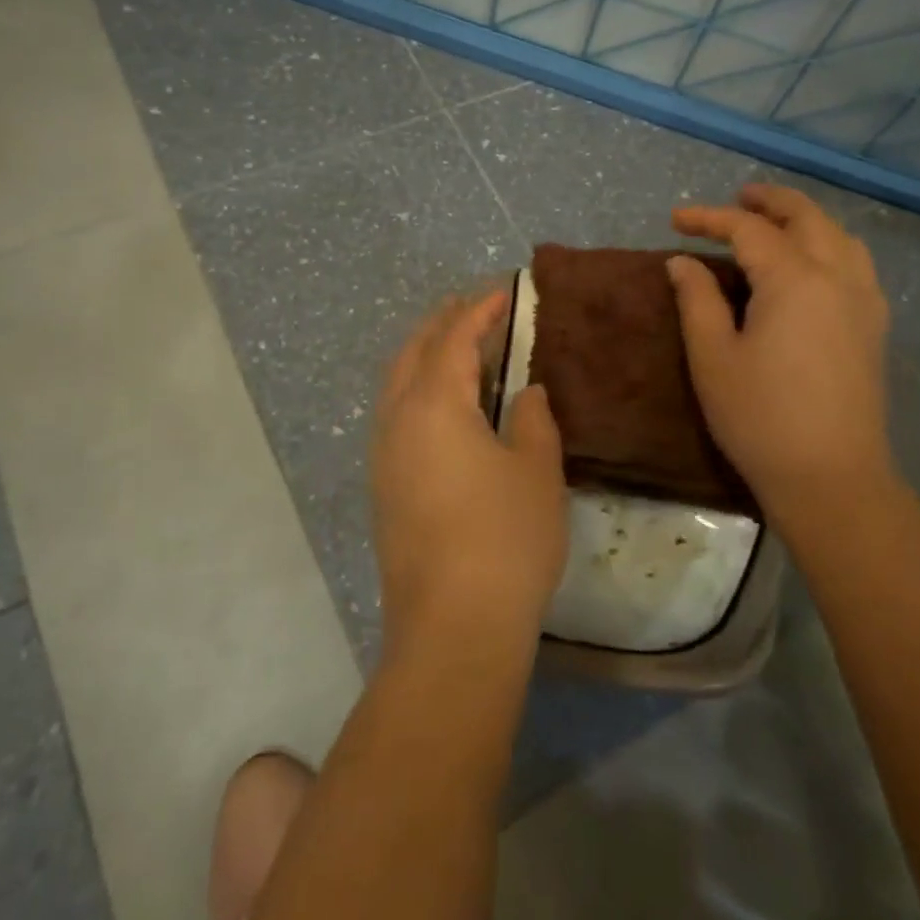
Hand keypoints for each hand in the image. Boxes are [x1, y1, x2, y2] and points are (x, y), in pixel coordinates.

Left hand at [370, 291, 567, 655]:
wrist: (452, 628)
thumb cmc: (505, 539)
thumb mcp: (536, 471)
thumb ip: (533, 420)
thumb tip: (525, 393)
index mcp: (434, 404)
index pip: (453, 338)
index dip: (478, 310)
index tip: (502, 292)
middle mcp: (397, 419)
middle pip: (415, 352)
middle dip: (442, 323)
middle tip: (472, 307)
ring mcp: (384, 454)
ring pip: (397, 383)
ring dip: (425, 355)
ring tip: (456, 346)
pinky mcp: (383, 486)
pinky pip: (395, 413)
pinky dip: (417, 389)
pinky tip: (442, 405)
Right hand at [667, 183, 894, 513]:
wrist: (831, 479)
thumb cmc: (760, 417)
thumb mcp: (713, 356)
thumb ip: (697, 299)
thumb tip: (684, 262)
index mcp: (795, 279)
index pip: (748, 230)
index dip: (710, 218)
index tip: (676, 220)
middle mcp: (838, 277)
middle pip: (807, 217)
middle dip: (769, 201)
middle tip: (736, 198)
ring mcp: (864, 301)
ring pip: (840, 236)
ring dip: (805, 218)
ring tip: (774, 221)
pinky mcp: (874, 327)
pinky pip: (856, 263)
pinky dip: (830, 244)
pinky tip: (812, 263)